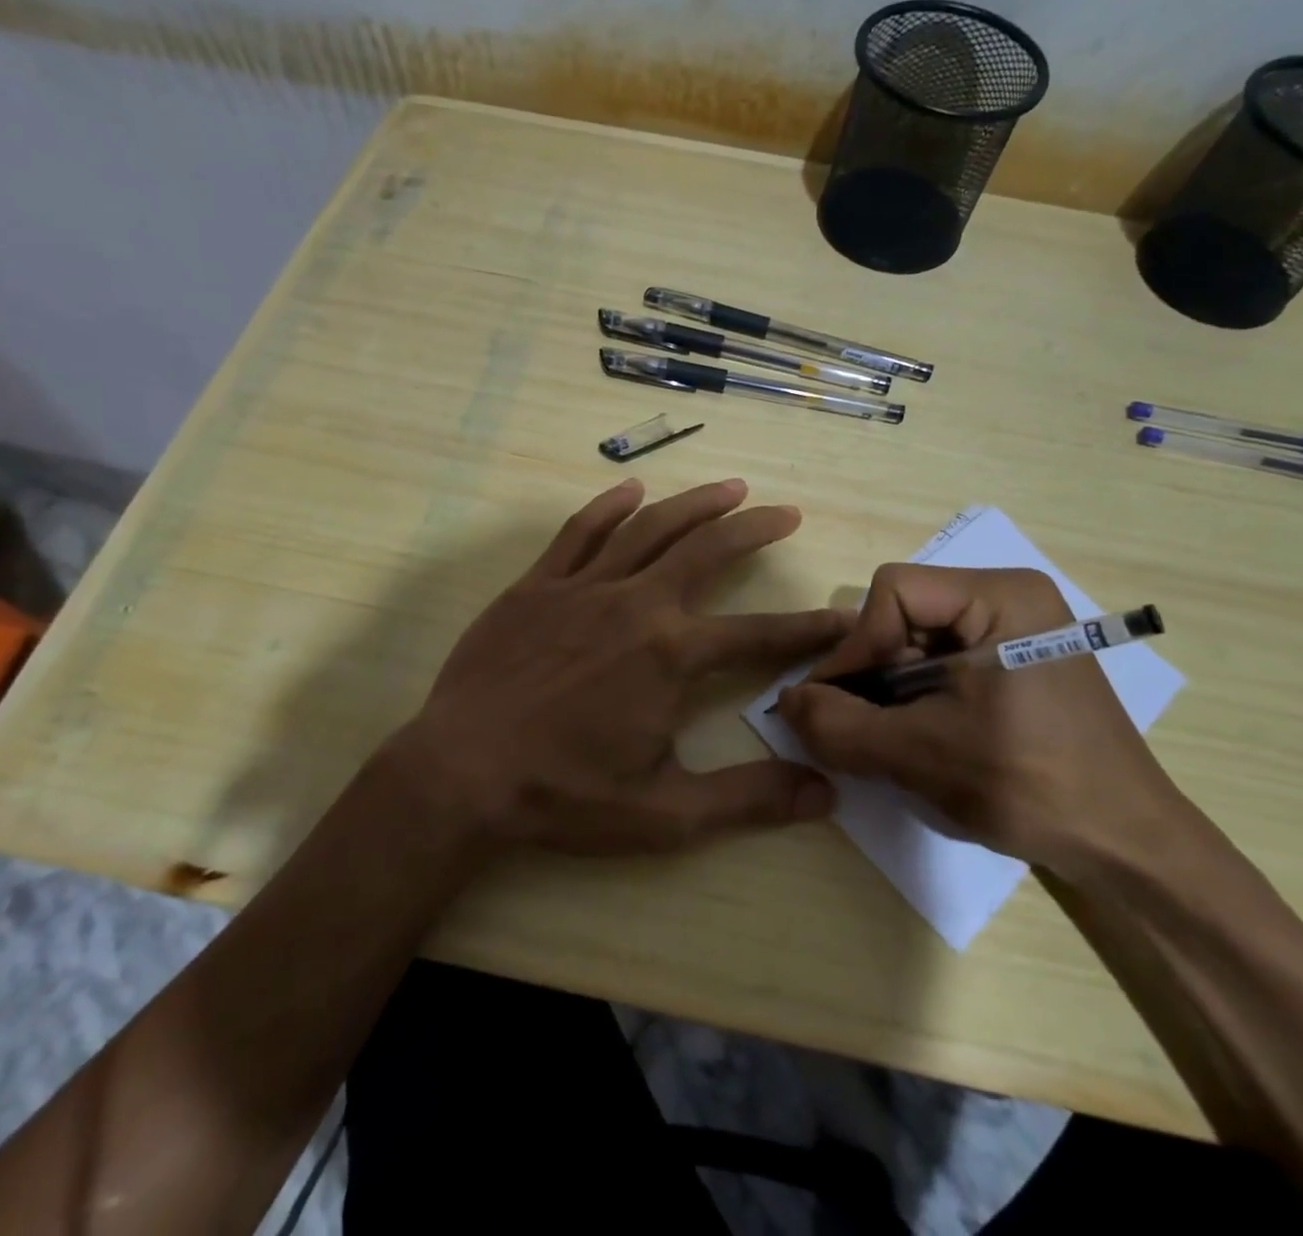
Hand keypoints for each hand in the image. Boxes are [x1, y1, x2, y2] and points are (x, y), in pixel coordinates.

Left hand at [387, 478, 848, 854]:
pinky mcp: (537, 585)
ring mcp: (583, 587)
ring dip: (696, 504)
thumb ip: (748, 799)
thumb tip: (825, 794)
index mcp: (671, 655)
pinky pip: (579, 532)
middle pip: (708, 551)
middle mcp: (636, 605)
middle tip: (787, 514)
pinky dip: (609, 506)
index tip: (841, 617)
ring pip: (650, 528)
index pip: (759, 635)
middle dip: (754, 530)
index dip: (808, 629)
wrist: (460, 773)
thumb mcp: (665, 814)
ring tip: (732, 487)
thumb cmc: (563, 795)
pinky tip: (632, 490)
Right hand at [775, 565, 1185, 875]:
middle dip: (872, 672)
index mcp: (1002, 596)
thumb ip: (841, 726)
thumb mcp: (921, 755)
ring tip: (884, 740)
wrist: (1127, 848)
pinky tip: (915, 738)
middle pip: (904, 614)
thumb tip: (785, 702)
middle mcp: (1010, 598)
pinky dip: (915, 698)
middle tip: (855, 726)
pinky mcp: (1016, 663)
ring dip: (889, 690)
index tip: (834, 704)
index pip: (895, 592)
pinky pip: (942, 663)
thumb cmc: (1031, 786)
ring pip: (917, 641)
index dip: (856, 646)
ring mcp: (1016, 631)